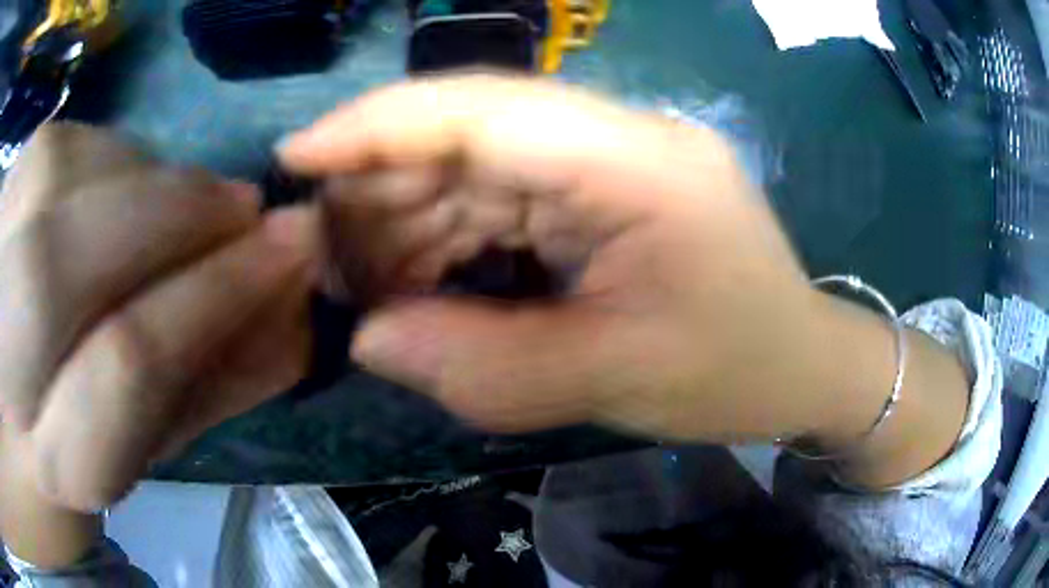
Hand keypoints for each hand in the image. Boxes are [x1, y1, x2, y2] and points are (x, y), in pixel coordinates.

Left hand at [0, 124, 317, 512]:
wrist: (6, 400)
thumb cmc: (60, 449)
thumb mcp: (137, 450)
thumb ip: (202, 395)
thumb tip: (294, 325)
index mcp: (42, 462)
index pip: (123, 366)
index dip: (214, 296)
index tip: (289, 250)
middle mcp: (0, 361)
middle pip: (65, 261)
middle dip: (174, 216)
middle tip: (242, 209)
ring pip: (57, 178)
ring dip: (137, 179)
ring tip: (169, 207)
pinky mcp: (3, 198)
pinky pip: (51, 148)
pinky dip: (98, 156)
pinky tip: (109, 190)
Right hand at [280, 75, 842, 442]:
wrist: (798, 363)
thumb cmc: (734, 371)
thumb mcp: (614, 380)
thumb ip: (484, 367)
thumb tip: (369, 339)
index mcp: (639, 161)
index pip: (482, 108)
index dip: (376, 125)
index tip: (297, 153)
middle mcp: (619, 137)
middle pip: (466, 135)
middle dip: (383, 192)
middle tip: (328, 260)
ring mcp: (610, 159)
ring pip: (473, 167)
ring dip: (410, 221)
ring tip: (368, 283)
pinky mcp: (602, 189)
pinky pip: (501, 197)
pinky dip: (449, 236)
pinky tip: (422, 281)